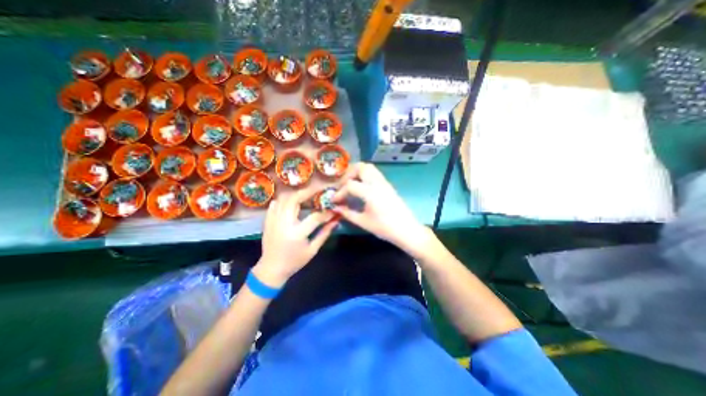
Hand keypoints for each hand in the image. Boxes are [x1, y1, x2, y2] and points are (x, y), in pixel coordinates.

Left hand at [257, 187, 338, 285]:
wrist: (271, 269)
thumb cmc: (295, 261)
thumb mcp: (313, 250)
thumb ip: (325, 233)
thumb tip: (336, 220)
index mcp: (297, 234)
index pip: (315, 217)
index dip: (327, 212)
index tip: (334, 208)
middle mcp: (283, 224)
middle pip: (294, 200)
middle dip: (307, 192)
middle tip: (318, 190)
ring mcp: (273, 221)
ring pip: (284, 199)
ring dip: (296, 194)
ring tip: (307, 193)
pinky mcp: (268, 220)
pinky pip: (275, 204)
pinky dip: (284, 199)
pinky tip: (292, 200)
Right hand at [335, 163, 433, 257]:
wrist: (406, 230)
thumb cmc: (384, 228)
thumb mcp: (363, 222)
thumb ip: (347, 213)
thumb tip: (335, 208)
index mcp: (370, 192)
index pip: (350, 185)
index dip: (339, 192)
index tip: (334, 201)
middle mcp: (377, 183)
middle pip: (360, 167)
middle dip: (348, 174)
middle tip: (342, 186)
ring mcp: (384, 182)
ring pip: (369, 168)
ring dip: (357, 172)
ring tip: (350, 185)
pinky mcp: (388, 185)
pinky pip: (374, 173)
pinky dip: (365, 175)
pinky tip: (362, 188)